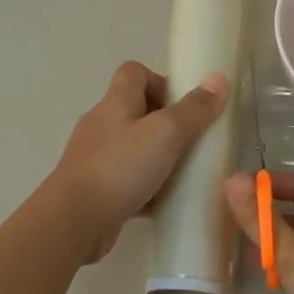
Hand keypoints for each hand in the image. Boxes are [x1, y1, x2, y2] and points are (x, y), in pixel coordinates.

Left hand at [49, 62, 227, 262]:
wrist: (74, 220)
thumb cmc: (120, 168)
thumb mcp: (165, 133)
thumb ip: (193, 109)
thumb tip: (218, 80)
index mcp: (115, 103)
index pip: (134, 73)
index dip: (160, 81)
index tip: (185, 105)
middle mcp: (102, 125)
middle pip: (135, 110)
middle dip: (166, 123)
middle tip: (193, 141)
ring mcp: (95, 158)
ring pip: (133, 148)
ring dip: (158, 157)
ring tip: (184, 172)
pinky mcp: (96, 189)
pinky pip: (127, 180)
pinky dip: (147, 188)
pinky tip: (165, 202)